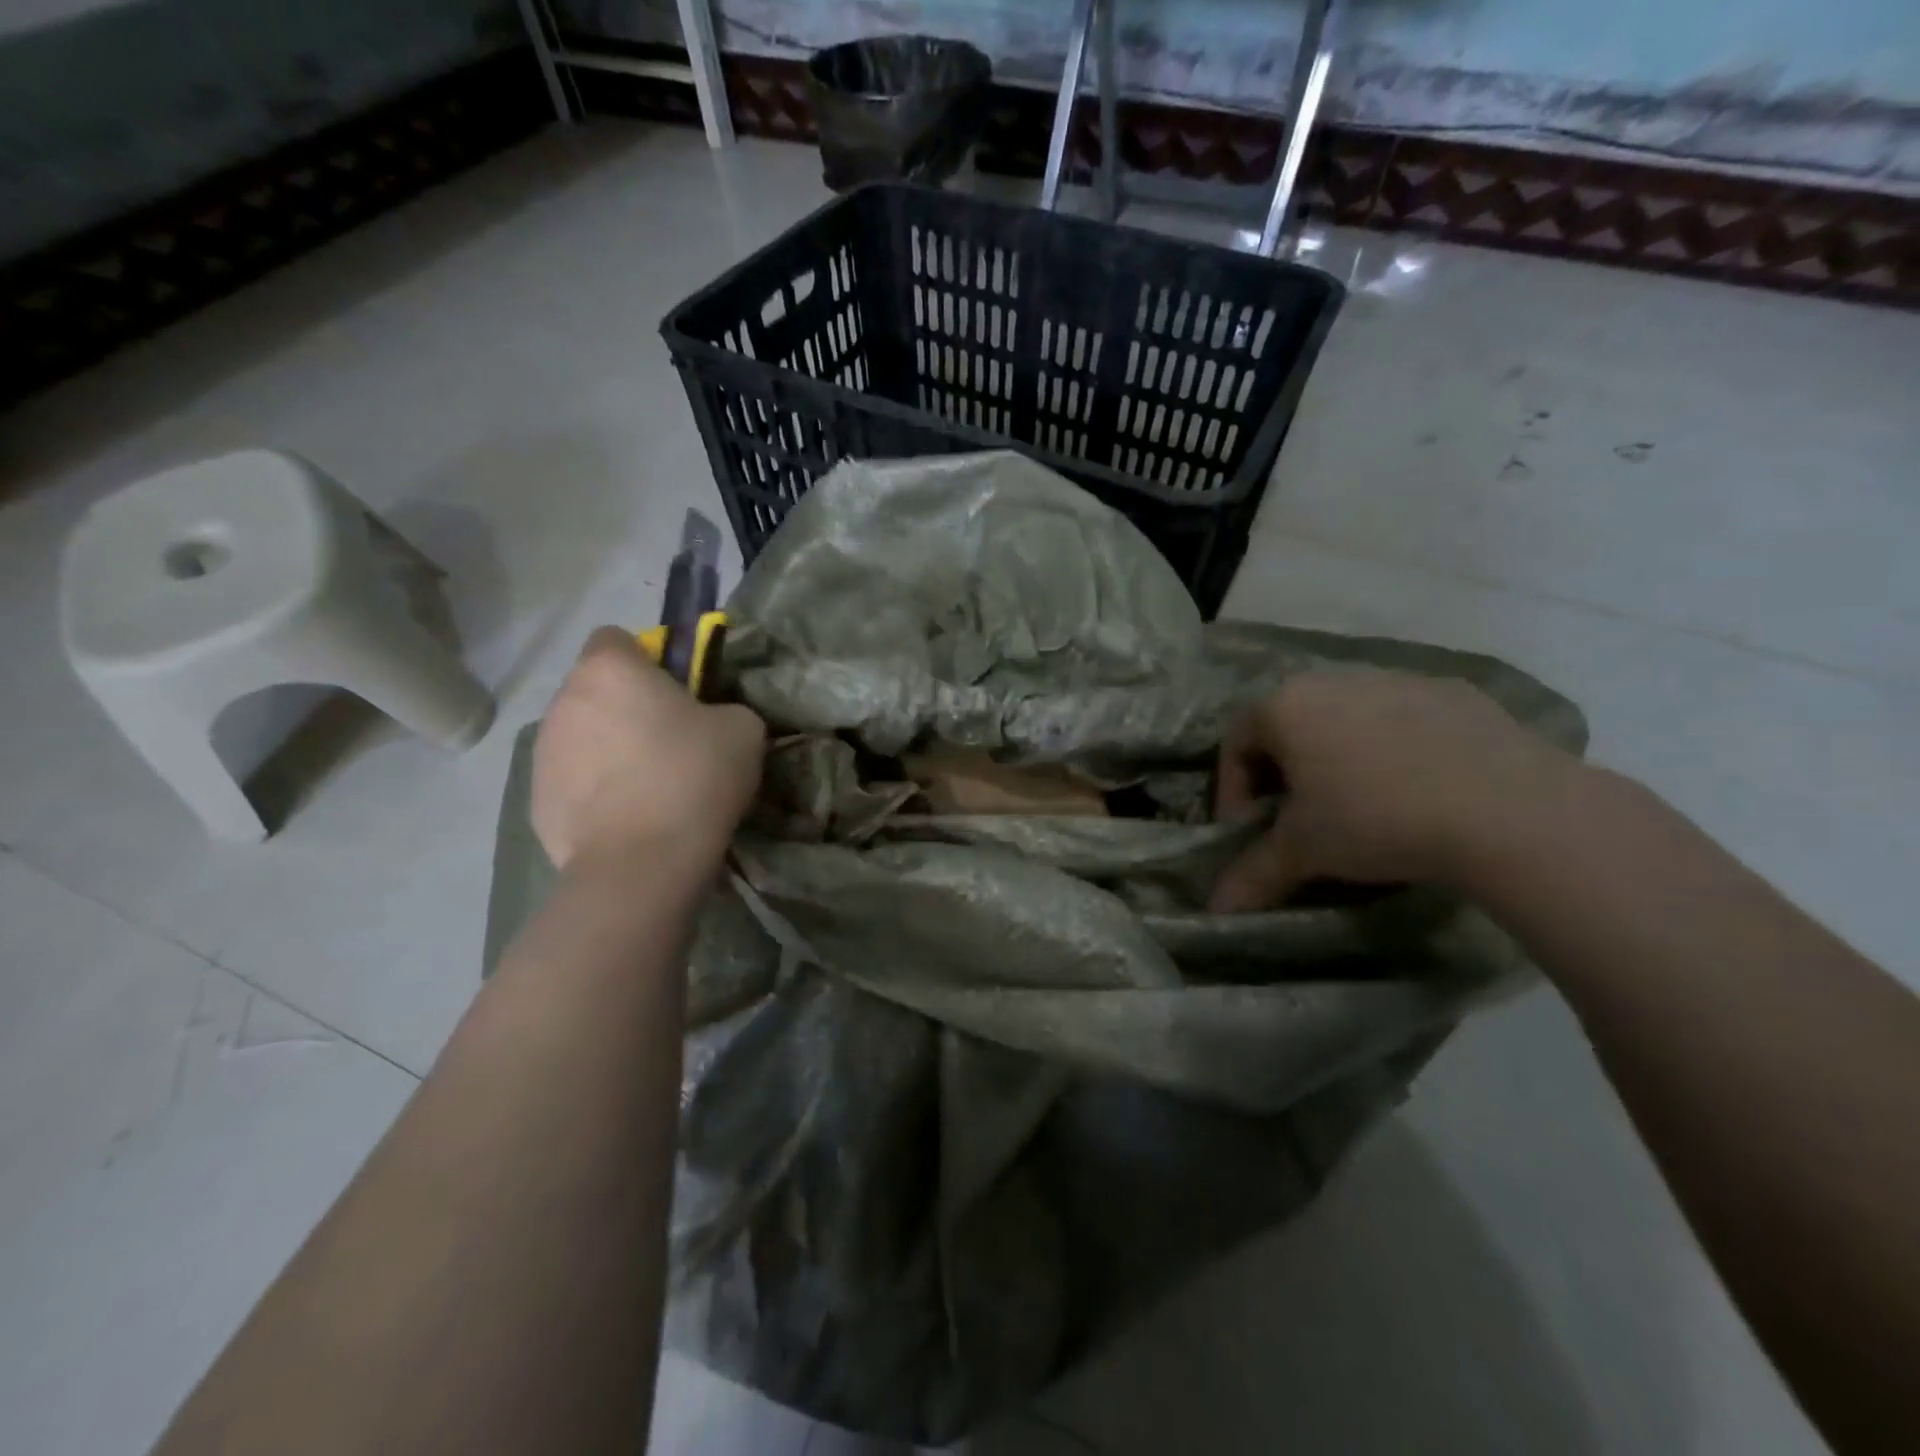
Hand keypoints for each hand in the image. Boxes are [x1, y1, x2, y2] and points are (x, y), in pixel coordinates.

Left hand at [532, 627, 765, 869]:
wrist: (643, 863)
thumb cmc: (694, 778)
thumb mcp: (743, 730)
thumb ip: (723, 707)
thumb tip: (709, 719)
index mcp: (609, 671)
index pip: (615, 638)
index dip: (645, 659)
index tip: (674, 691)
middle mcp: (564, 701)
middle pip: (595, 690)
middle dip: (624, 707)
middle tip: (667, 742)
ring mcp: (542, 752)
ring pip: (580, 735)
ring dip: (606, 748)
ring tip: (645, 787)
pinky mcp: (535, 800)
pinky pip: (571, 780)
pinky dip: (593, 791)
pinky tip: (625, 818)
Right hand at [1209, 667, 1584, 911]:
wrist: (1509, 810)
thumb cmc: (1375, 818)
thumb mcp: (1303, 852)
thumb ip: (1252, 876)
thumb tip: (1215, 911)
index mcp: (1285, 704)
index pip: (1235, 744)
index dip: (1233, 793)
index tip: (1249, 833)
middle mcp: (1333, 679)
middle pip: (1289, 726)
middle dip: (1285, 774)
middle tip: (1299, 821)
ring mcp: (1398, 679)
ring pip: (1346, 720)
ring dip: (1338, 759)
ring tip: (1361, 807)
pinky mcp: (1454, 692)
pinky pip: (1404, 720)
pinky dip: (1396, 751)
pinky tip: (1419, 791)